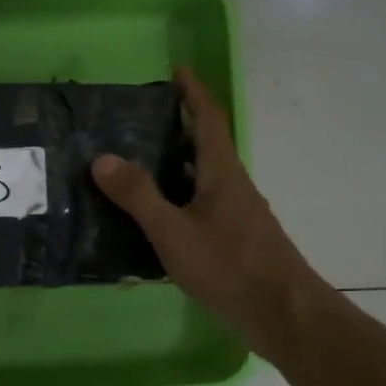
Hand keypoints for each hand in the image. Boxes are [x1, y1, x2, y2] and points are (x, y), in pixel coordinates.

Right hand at [91, 67, 325, 362]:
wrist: (282, 314)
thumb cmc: (229, 266)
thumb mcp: (173, 231)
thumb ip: (138, 196)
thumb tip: (102, 158)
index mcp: (222, 172)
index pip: (208, 119)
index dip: (193, 92)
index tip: (176, 71)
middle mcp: (233, 185)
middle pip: (205, 146)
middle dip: (177, 127)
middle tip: (137, 122)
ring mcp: (237, 214)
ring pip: (202, 178)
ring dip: (175, 165)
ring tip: (135, 166)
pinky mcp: (235, 239)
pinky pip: (201, 205)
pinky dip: (178, 199)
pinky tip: (154, 218)